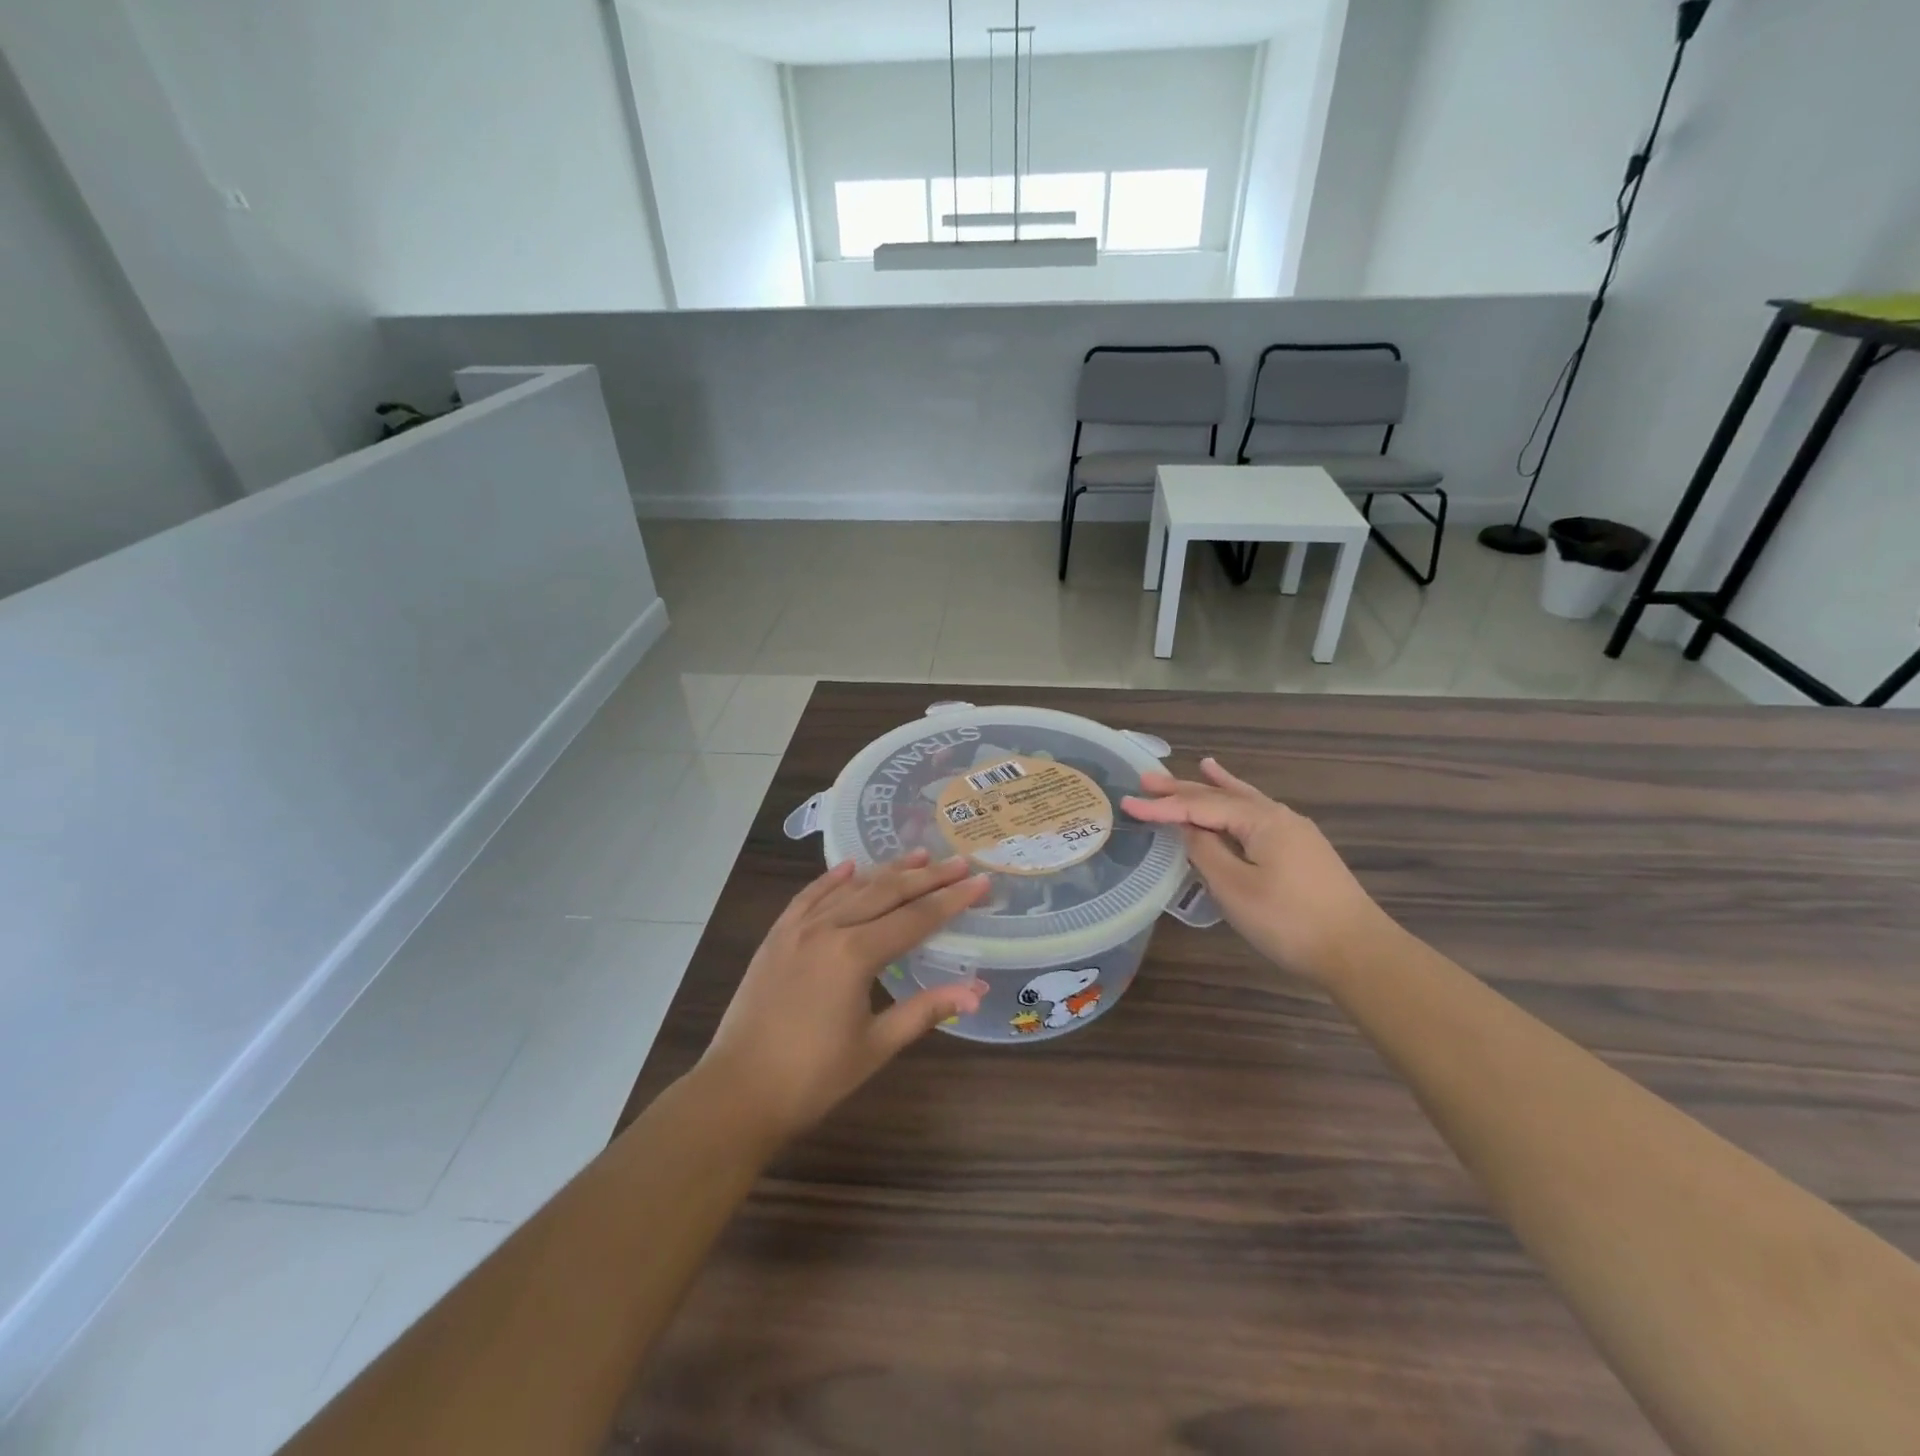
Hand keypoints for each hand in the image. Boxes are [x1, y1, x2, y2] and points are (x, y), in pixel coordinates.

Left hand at [698, 850, 989, 1144]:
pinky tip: (850, 867)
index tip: (980, 881)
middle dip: (926, 877)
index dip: (951, 899)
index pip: (915, 918)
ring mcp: (797, 928)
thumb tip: (977, 991)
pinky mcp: (776, 936)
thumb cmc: (813, 1077)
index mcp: (855, 954)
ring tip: (918, 855)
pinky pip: (809, 896)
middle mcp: (828, 928)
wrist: (737, 1093)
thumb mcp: (876, 1045)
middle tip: (959, 862)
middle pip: (886, 893)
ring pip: (851, 889)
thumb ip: (926, 1010)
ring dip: (886, 871)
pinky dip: (832, 879)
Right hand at [1122, 758, 1390, 986]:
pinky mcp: (1301, 851)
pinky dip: (1243, 804)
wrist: (1358, 953)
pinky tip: (1242, 799)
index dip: (1162, 807)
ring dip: (1215, 790)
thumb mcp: (1235, 887)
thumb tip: (1186, 828)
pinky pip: (1260, 816)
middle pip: (1222, 797)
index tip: (1127, 802)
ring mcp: (1294, 832)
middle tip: (1146, 780)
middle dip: (1184, 789)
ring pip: (1244, 803)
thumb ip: (1205, 852)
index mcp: (1260, 820)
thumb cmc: (1289, 921)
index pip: (1200, 806)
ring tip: (1200, 766)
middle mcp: (1278, 816)